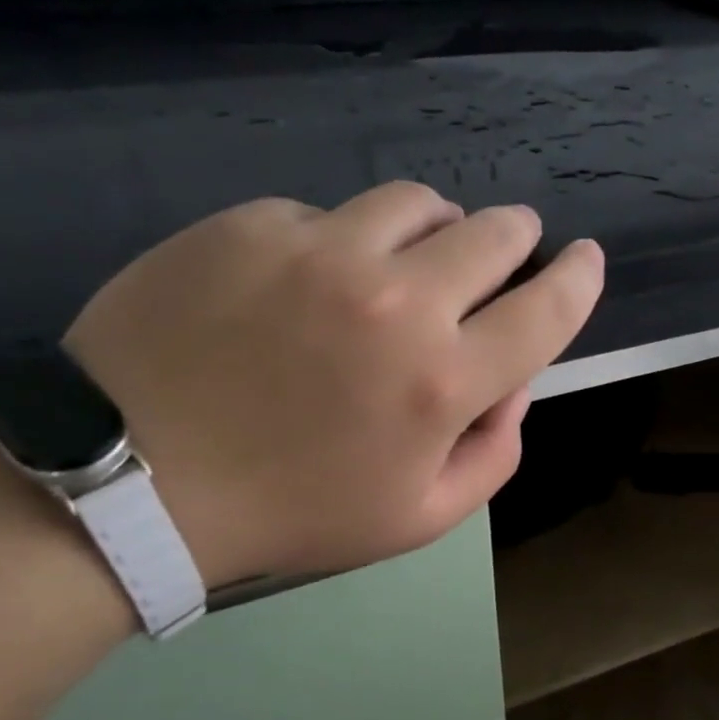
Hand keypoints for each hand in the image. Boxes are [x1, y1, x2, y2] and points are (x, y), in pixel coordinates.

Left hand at [65, 183, 602, 586]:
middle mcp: (397, 300)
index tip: (586, 259)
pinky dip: (343, 241)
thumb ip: (494, 451)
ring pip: (417, 202)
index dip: (579, 277)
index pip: (546, 307)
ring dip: (436, 228)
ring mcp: (320, 250)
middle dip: (515, 239)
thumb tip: (514, 383)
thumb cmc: (292, 512)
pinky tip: (309, 282)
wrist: (132, 484)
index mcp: (443, 380)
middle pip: (493, 232)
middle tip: (504, 252)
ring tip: (410, 260)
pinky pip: (328, 214)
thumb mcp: (420, 517)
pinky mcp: (252, 225)